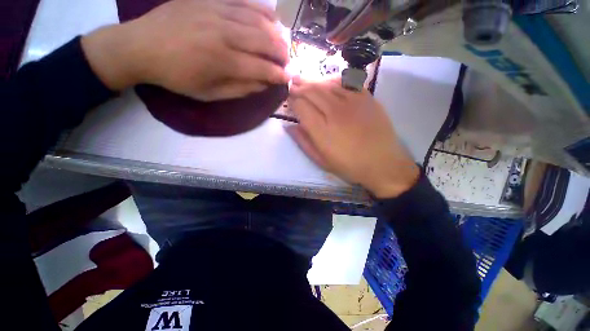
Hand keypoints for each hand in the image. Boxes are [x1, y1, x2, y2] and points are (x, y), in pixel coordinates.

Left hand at [82, 0, 289, 100]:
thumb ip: (240, 90)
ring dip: (276, 34)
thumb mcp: (210, 94)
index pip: (261, 68)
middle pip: (264, 41)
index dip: (278, 74)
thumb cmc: (177, 77)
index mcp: (222, 61)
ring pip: (257, 20)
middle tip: (287, 62)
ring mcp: (216, 11)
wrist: (141, 46)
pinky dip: (262, 11)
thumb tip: (264, 84)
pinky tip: (272, 18)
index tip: (288, 78)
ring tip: (283, 43)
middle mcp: (223, 33)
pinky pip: (243, 2)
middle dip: (281, 53)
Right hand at [287, 77, 419, 197]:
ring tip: (305, 80)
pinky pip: (347, 82)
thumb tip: (289, 127)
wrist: (382, 164)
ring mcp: (352, 102)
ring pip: (327, 84)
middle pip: (312, 91)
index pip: (301, 106)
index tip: (289, 101)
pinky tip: (328, 82)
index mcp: (322, 130)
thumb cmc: (349, 166)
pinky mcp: (367, 98)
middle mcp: (334, 112)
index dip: (292, 101)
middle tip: (291, 82)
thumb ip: (303, 142)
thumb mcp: (321, 160)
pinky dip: (334, 80)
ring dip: (313, 81)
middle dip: (299, 86)